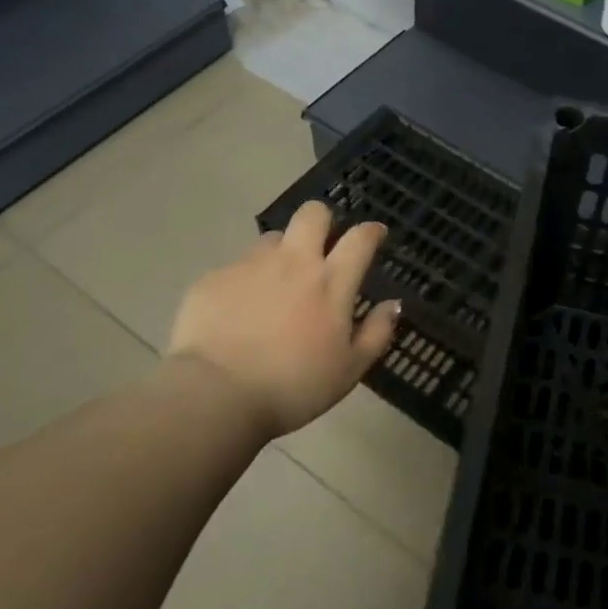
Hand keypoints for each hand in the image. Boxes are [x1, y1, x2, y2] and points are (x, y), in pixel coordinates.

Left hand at [162, 201, 400, 438]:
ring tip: (275, 285)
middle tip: (321, 246)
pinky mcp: (214, 278)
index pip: (359, 239)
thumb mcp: (349, 371)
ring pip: (272, 239)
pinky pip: (236, 267)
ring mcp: (250, 265)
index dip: (371, 231)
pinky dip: (244, 282)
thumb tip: (393, 304)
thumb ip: (376, 333)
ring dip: (281, 253)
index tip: (375, 234)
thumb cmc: (294, 387)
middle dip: (322, 221)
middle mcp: (293, 262)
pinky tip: (238, 312)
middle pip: (313, 214)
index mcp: (331, 282)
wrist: (216, 395)